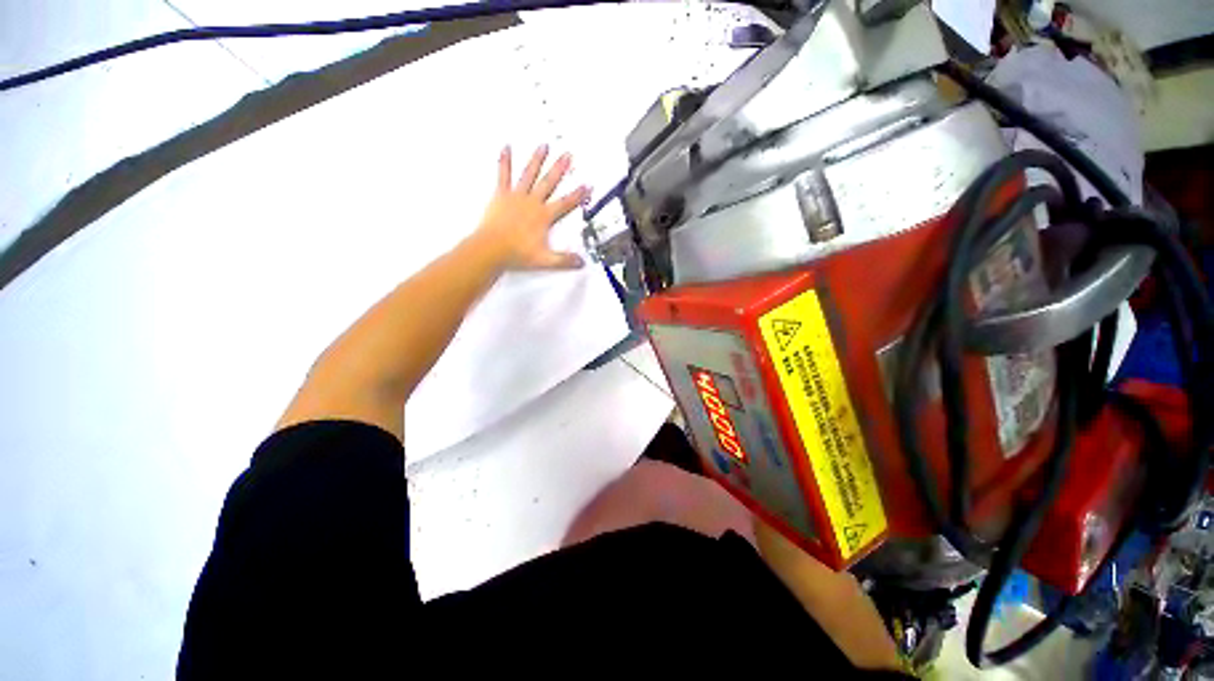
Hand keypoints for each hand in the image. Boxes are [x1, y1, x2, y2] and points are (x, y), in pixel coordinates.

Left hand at [474, 145, 588, 270]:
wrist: (491, 249)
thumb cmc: (518, 254)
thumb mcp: (545, 260)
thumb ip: (564, 260)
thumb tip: (582, 262)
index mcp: (543, 216)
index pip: (565, 203)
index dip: (577, 195)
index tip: (587, 185)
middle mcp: (532, 202)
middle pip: (548, 183)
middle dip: (559, 169)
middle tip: (567, 155)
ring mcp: (516, 196)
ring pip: (529, 174)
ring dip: (537, 160)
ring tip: (544, 145)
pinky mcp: (501, 195)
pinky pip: (503, 175)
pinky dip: (505, 161)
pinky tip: (507, 147)